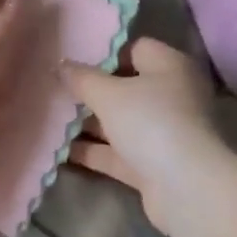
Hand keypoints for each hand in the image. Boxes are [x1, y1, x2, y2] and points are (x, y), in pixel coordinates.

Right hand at [61, 38, 220, 230]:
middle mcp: (171, 95)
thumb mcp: (108, 94)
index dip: (103, 52)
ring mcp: (164, 132)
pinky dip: (93, 151)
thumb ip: (81, 78)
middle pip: (125, 87)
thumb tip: (61, 64)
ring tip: (50, 116)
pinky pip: (118, 152)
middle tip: (56, 89)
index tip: (72, 60)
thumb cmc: (150, 122)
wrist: (186, 187)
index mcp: (169, 67)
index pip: (134, 49)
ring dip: (88, 123)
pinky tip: (59, 149)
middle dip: (90, 91)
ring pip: (120, 122)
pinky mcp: (154, 165)